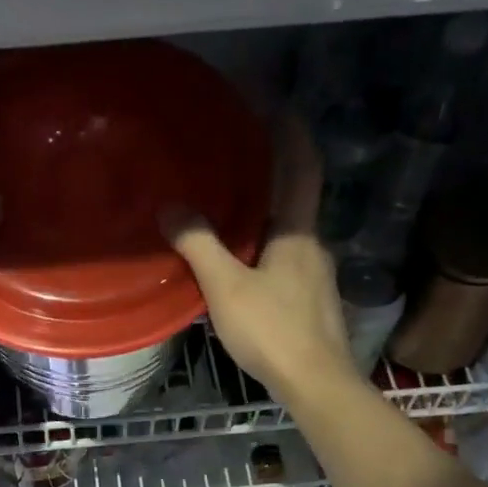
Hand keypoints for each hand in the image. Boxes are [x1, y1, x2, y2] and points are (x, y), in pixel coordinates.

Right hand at [161, 114, 350, 402]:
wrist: (316, 383)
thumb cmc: (273, 330)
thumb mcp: (226, 288)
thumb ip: (199, 246)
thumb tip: (170, 208)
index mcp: (297, 233)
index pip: (302, 167)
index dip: (291, 133)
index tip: (276, 103)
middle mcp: (313, 247)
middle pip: (296, 199)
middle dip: (273, 173)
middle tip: (237, 157)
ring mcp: (317, 277)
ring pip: (289, 234)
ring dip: (266, 216)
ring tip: (231, 210)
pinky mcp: (312, 304)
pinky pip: (286, 262)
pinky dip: (266, 249)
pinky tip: (244, 266)